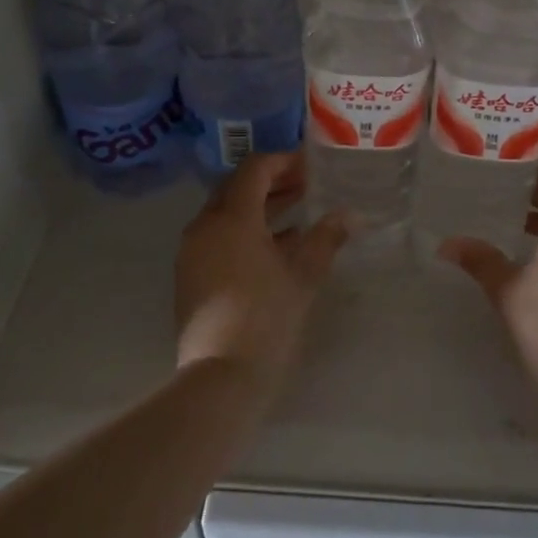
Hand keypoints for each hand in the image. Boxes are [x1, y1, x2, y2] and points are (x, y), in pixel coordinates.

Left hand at [175, 153, 348, 400]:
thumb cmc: (267, 318)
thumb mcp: (303, 276)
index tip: (311, 166)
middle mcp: (205, 226)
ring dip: (259, 206)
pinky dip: (244, 230)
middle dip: (272, 182)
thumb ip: (325, 239)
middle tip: (306, 184)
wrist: (221, 375)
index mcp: (232, 218)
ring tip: (297, 211)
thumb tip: (347, 215)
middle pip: (237, 187)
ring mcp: (192, 251)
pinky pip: (218, 236)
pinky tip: (275, 245)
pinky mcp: (190, 274)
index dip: (284, 161)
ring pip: (226, 212)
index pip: (255, 169)